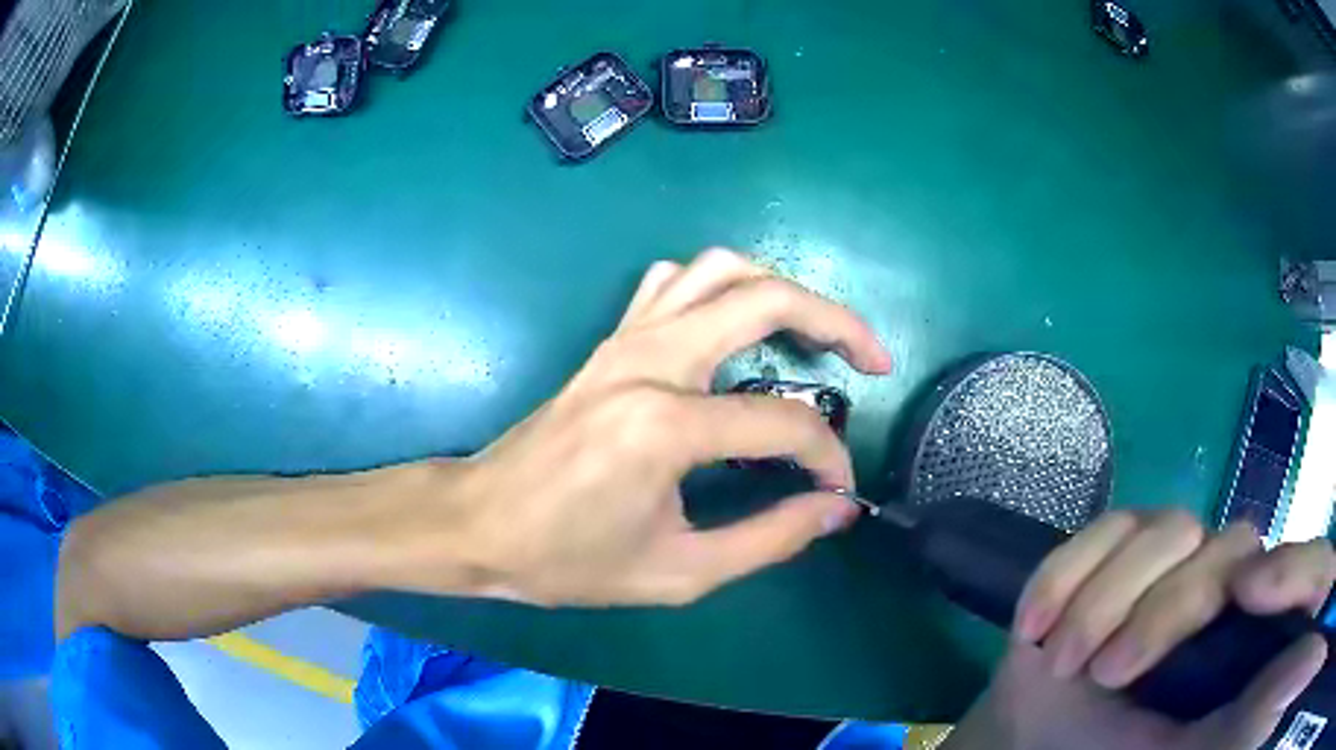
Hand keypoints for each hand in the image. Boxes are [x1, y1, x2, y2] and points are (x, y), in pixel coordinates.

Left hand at [397, 249, 891, 606]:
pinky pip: (673, 281)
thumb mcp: (678, 572)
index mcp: (666, 425)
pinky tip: (735, 326)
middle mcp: (650, 360)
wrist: (479, 523)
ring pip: (720, 269)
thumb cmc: (567, 560)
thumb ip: (770, 539)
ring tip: (814, 333)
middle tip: (872, 360)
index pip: (783, 422)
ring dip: (780, 289)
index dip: (828, 457)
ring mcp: (626, 339)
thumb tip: (838, 509)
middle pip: (766, 298)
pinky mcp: (610, 340)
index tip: (839, 490)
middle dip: (837, 322)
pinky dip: (719, 287)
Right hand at [946, 511, 1335, 749]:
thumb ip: (1252, 716)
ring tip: (1060, 660)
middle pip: (1225, 548)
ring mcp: (1168, 561)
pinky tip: (1033, 625)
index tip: (1240, 609)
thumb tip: (1290, 664)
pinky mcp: (1114, 553)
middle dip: (1163, 612)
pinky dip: (1066, 573)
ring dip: (1105, 597)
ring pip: (1165, 530)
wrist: (1042, 749)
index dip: (1276, 571)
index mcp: (1243, 632)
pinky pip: (1104, 529)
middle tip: (1105, 676)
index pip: (1278, 575)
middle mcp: (1219, 583)